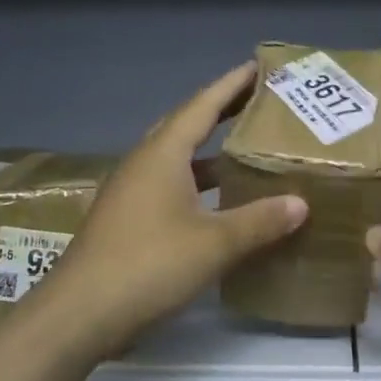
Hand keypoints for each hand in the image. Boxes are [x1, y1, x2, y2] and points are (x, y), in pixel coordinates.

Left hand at [31, 63, 307, 359]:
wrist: (80, 313)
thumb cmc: (149, 265)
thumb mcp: (214, 244)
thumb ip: (259, 220)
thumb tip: (300, 203)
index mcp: (163, 154)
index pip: (203, 105)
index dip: (232, 85)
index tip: (257, 67)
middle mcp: (144, 162)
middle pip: (186, 124)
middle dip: (221, 111)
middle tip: (257, 104)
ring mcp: (130, 190)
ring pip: (176, 157)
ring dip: (208, 150)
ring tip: (244, 149)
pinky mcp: (126, 217)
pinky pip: (168, 183)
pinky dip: (196, 181)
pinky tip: (216, 200)